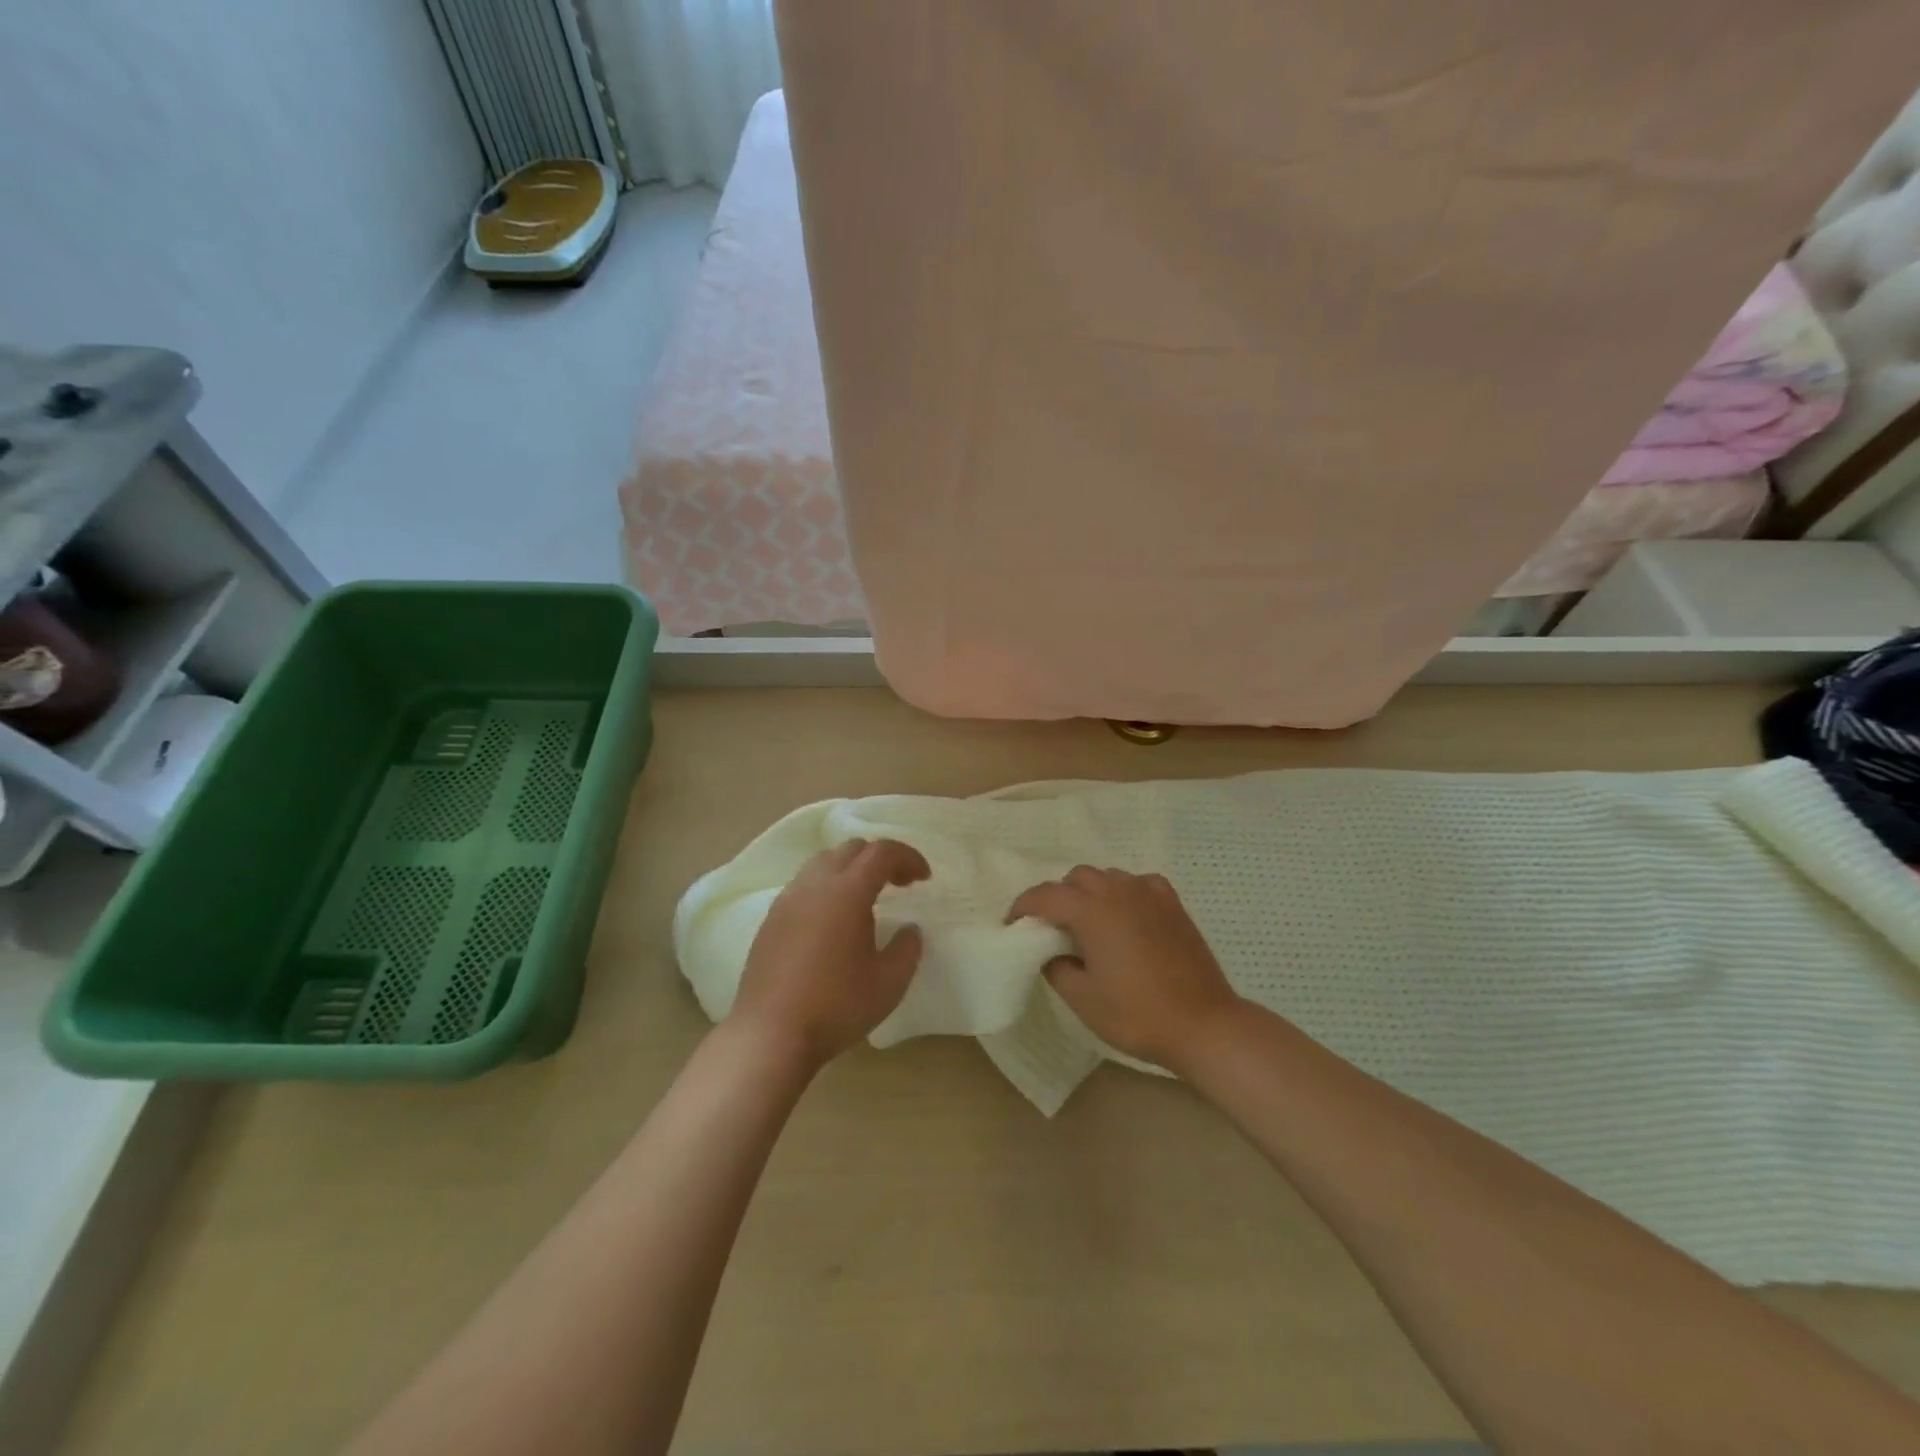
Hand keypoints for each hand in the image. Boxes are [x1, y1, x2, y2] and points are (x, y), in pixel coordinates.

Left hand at [730, 838, 930, 1069]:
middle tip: (900, 885)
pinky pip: (804, 885)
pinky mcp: (771, 919)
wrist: (770, 1034)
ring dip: (851, 869)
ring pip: (823, 862)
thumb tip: (910, 930)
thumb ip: (907, 949)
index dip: (908, 857)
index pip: (881, 852)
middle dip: (881, 859)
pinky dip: (827, 887)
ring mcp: (787, 900)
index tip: (923, 878)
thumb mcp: (889, 983)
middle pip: (851, 849)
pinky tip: (834, 920)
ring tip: (866, 900)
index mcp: (847, 892)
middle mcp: (814, 885)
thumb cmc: (836, 1006)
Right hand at [1008, 865, 1243, 1072]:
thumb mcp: (1082, 999)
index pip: (1045, 895)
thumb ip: (1056, 967)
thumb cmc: (1136, 1014)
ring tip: (1090, 924)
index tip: (1013, 923)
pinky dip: (1125, 894)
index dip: (1023, 906)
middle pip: (1077, 878)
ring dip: (1091, 893)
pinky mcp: (1173, 904)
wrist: (1202, 1024)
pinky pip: (1139, 884)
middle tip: (1053, 928)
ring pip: (1108, 877)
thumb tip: (1051, 953)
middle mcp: (1118, 891)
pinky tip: (1128, 917)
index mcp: (1091, 910)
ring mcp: (1149, 894)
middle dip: (1059, 897)